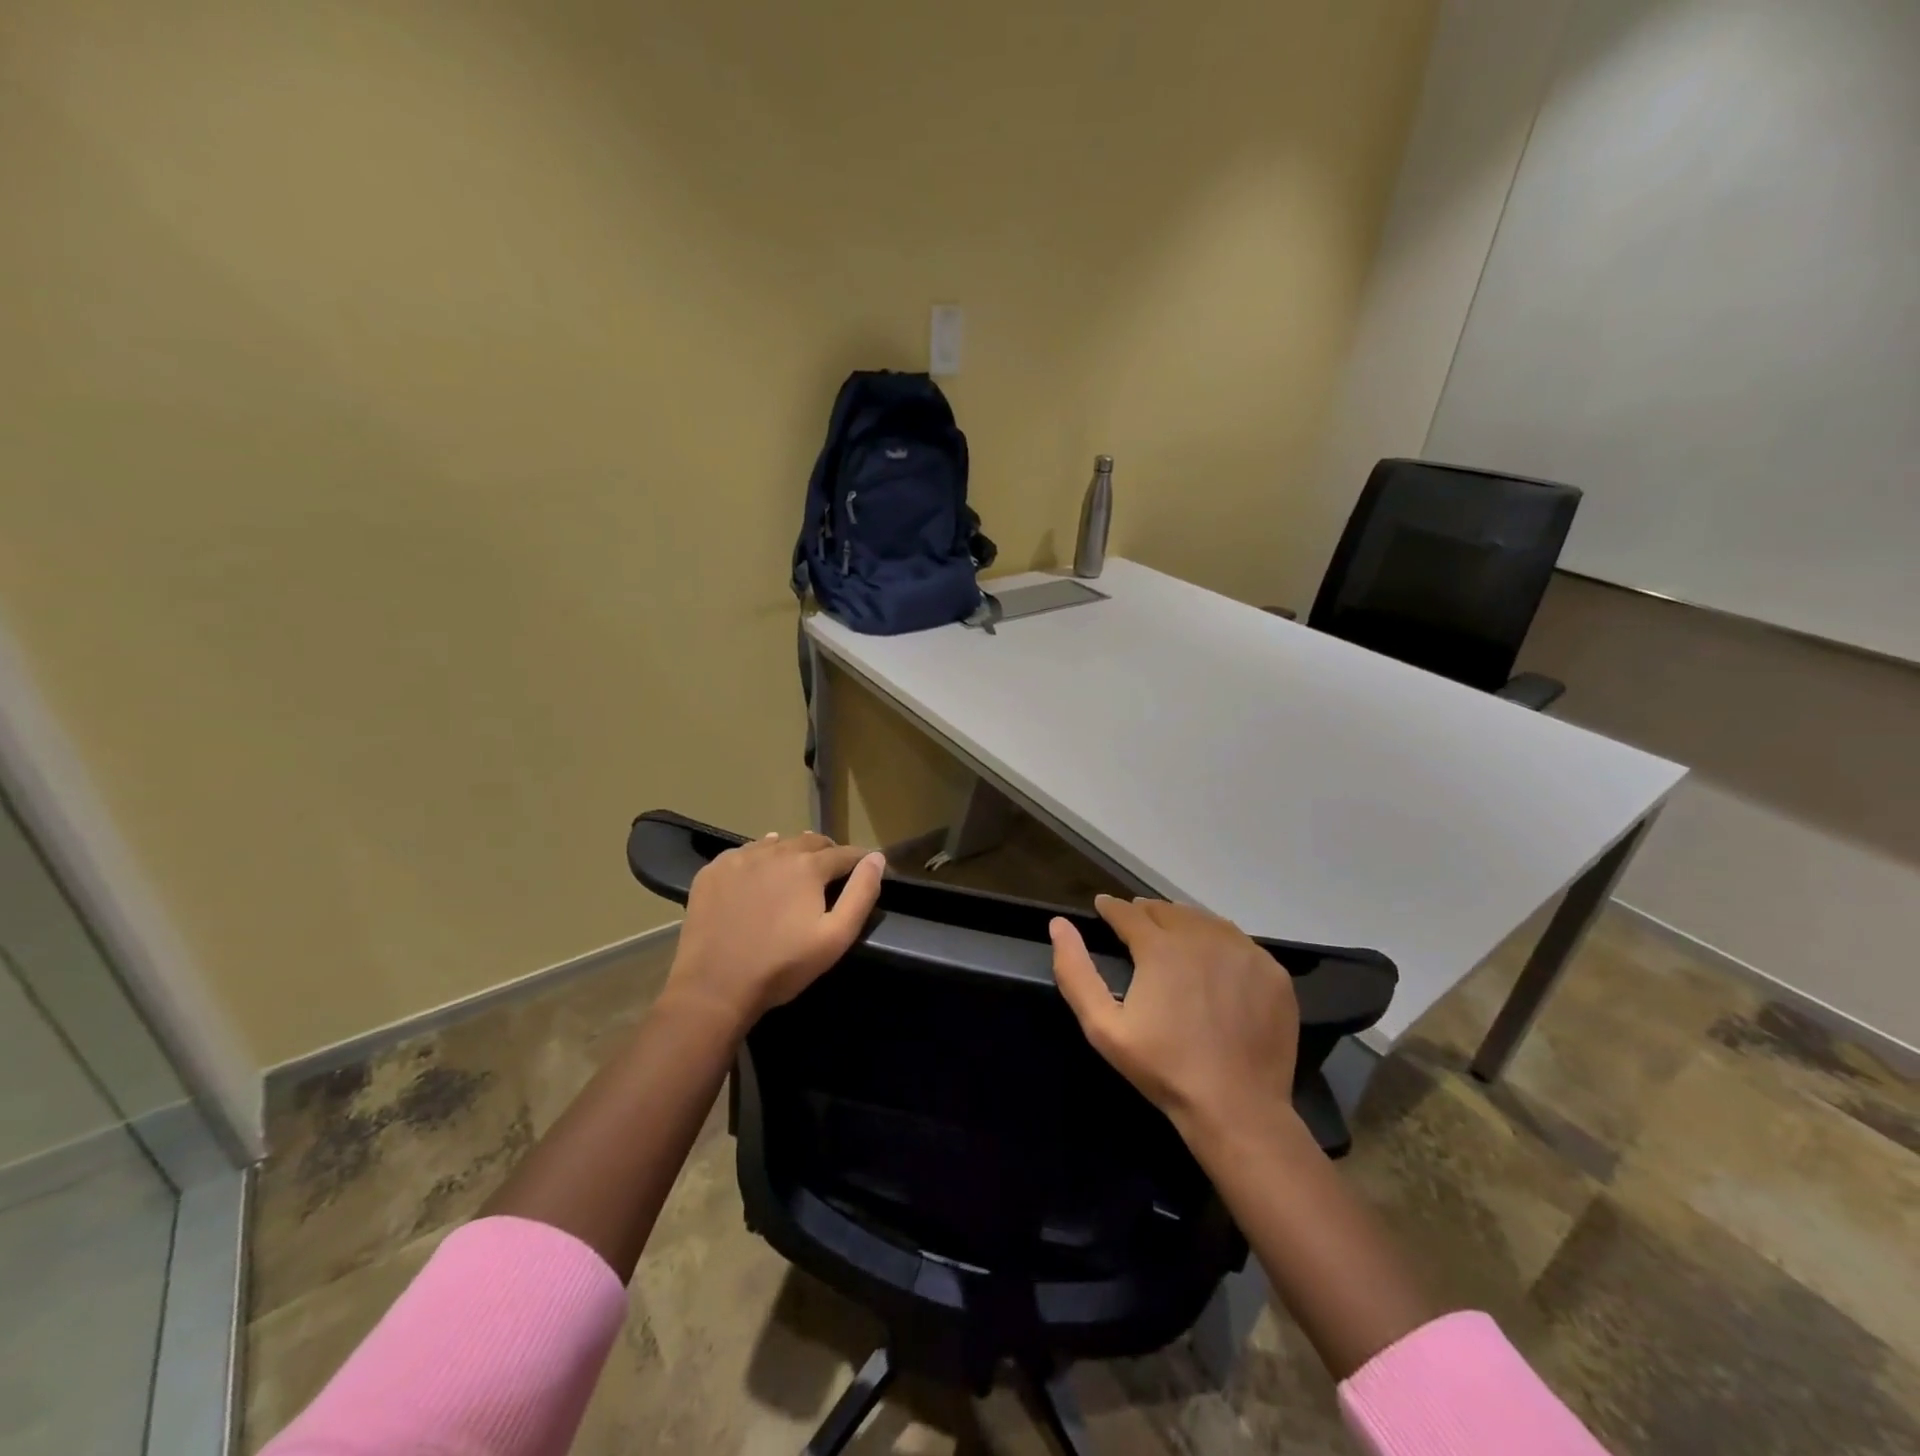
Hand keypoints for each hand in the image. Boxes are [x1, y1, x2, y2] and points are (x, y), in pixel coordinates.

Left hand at [665, 832, 886, 1035]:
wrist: (714, 987)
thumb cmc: (782, 965)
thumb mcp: (835, 937)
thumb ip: (861, 894)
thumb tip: (877, 859)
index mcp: (808, 866)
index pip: (844, 853)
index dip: (860, 860)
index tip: (868, 868)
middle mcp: (775, 851)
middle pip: (810, 841)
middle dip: (827, 854)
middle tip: (831, 874)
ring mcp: (740, 858)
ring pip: (777, 844)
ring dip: (792, 853)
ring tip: (796, 873)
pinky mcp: (713, 871)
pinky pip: (744, 853)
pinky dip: (759, 859)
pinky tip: (758, 877)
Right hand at [1050, 896, 1299, 1139]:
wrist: (1237, 1108)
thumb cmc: (1163, 1068)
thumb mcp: (1103, 1027)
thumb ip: (1076, 972)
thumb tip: (1059, 925)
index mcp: (1161, 947)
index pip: (1129, 912)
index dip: (1111, 908)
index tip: (1103, 907)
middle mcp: (1203, 937)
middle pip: (1168, 911)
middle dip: (1147, 913)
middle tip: (1136, 924)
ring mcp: (1244, 952)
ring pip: (1205, 921)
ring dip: (1183, 922)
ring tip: (1172, 935)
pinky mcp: (1272, 972)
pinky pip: (1239, 943)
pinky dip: (1220, 942)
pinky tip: (1213, 961)